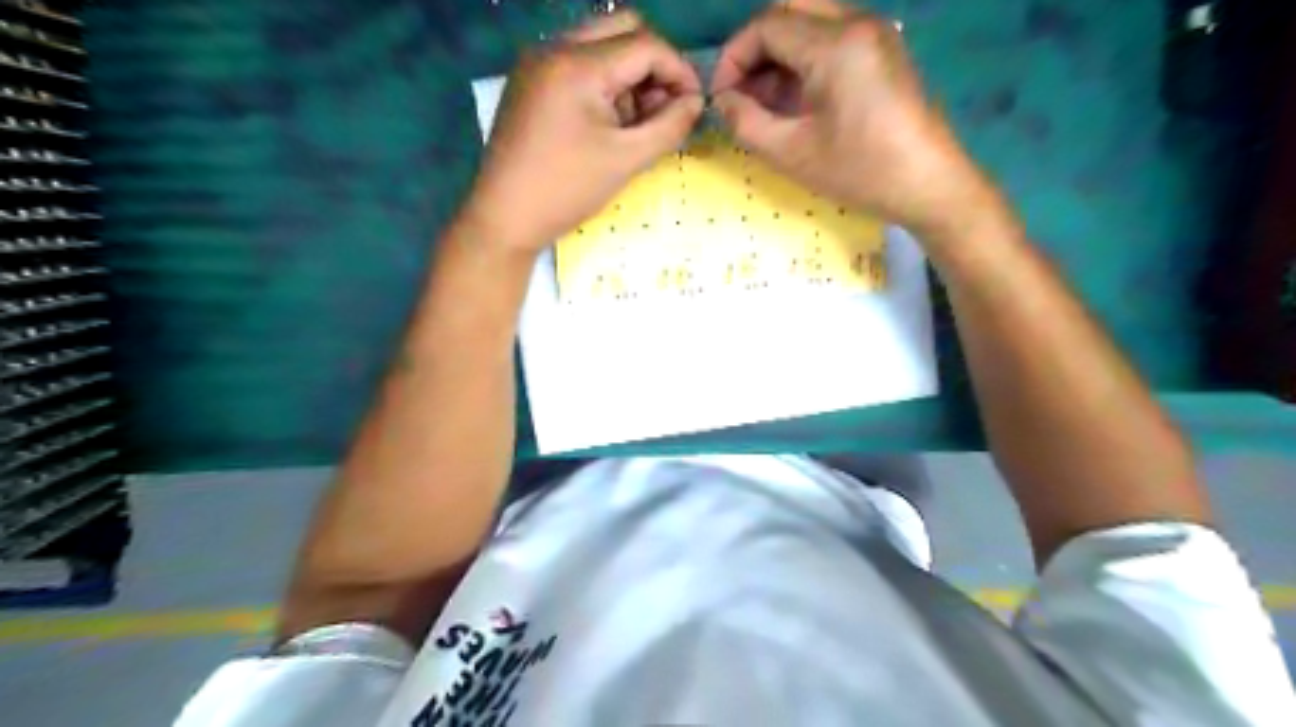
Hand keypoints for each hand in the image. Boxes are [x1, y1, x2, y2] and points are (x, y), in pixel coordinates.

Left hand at [464, 9, 703, 256]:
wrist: (505, 216)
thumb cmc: (567, 190)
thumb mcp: (627, 159)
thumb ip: (669, 125)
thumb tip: (695, 102)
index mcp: (578, 65)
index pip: (646, 45)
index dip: (679, 71)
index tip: (693, 105)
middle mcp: (554, 48)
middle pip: (622, 28)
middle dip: (653, 65)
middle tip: (663, 109)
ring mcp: (537, 62)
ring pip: (600, 43)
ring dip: (628, 74)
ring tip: (632, 124)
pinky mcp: (529, 80)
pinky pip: (578, 62)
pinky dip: (602, 82)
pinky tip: (604, 123)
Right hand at [715, 0, 993, 234]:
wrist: (929, 184)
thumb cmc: (860, 171)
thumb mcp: (791, 153)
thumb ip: (746, 122)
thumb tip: (723, 100)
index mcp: (836, 44)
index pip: (767, 25)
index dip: (734, 57)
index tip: (721, 96)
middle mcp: (858, 22)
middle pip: (789, 11)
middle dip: (755, 50)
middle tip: (741, 93)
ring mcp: (876, 33)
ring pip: (811, 21)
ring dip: (780, 54)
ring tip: (765, 102)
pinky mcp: (884, 50)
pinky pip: (833, 37)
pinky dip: (805, 59)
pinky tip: (796, 100)